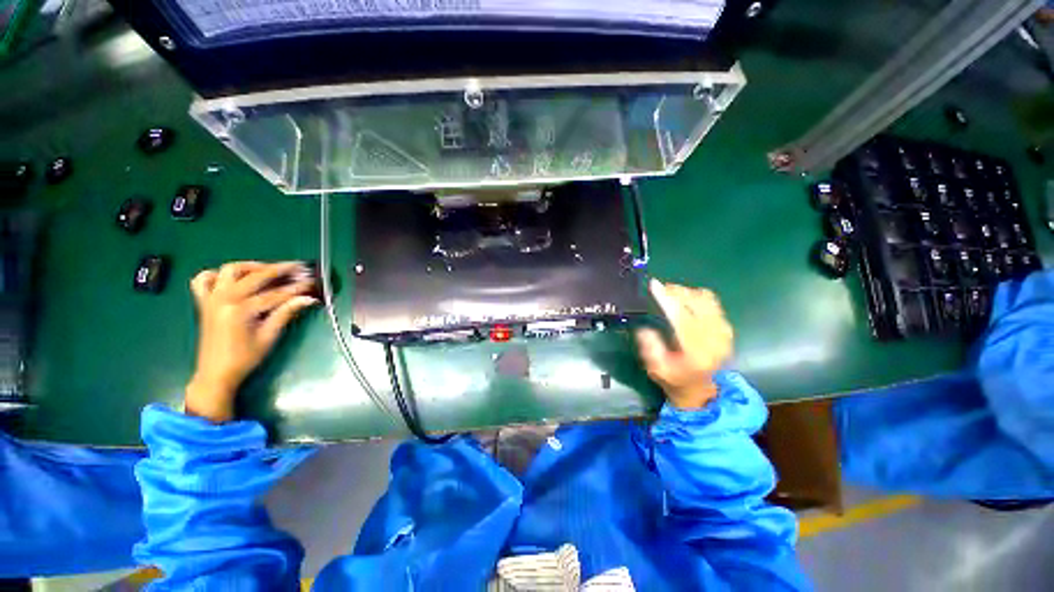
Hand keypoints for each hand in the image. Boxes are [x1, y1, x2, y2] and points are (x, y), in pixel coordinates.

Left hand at [185, 261, 318, 421]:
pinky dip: (217, 274)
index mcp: (240, 310)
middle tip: (300, 268)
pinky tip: (233, 279)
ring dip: (252, 266)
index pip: (275, 293)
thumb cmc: (245, 358)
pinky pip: (204, 279)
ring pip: (231, 270)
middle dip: (281, 270)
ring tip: (270, 270)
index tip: (314, 282)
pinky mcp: (204, 301)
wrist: (215, 373)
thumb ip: (286, 313)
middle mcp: (224, 298)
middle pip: (256, 276)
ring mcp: (212, 298)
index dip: (297, 287)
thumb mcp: (269, 336)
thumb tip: (309, 299)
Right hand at [635, 279, 732, 409]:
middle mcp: (715, 340)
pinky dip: (697, 297)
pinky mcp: (726, 329)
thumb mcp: (656, 368)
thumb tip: (645, 326)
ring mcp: (724, 333)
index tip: (654, 285)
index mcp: (697, 352)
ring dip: (687, 293)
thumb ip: (650, 347)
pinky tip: (685, 302)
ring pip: (706, 300)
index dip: (667, 299)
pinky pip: (712, 303)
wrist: (700, 391)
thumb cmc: (674, 380)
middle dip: (676, 292)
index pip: (682, 318)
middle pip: (698, 303)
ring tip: (670, 295)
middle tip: (659, 290)